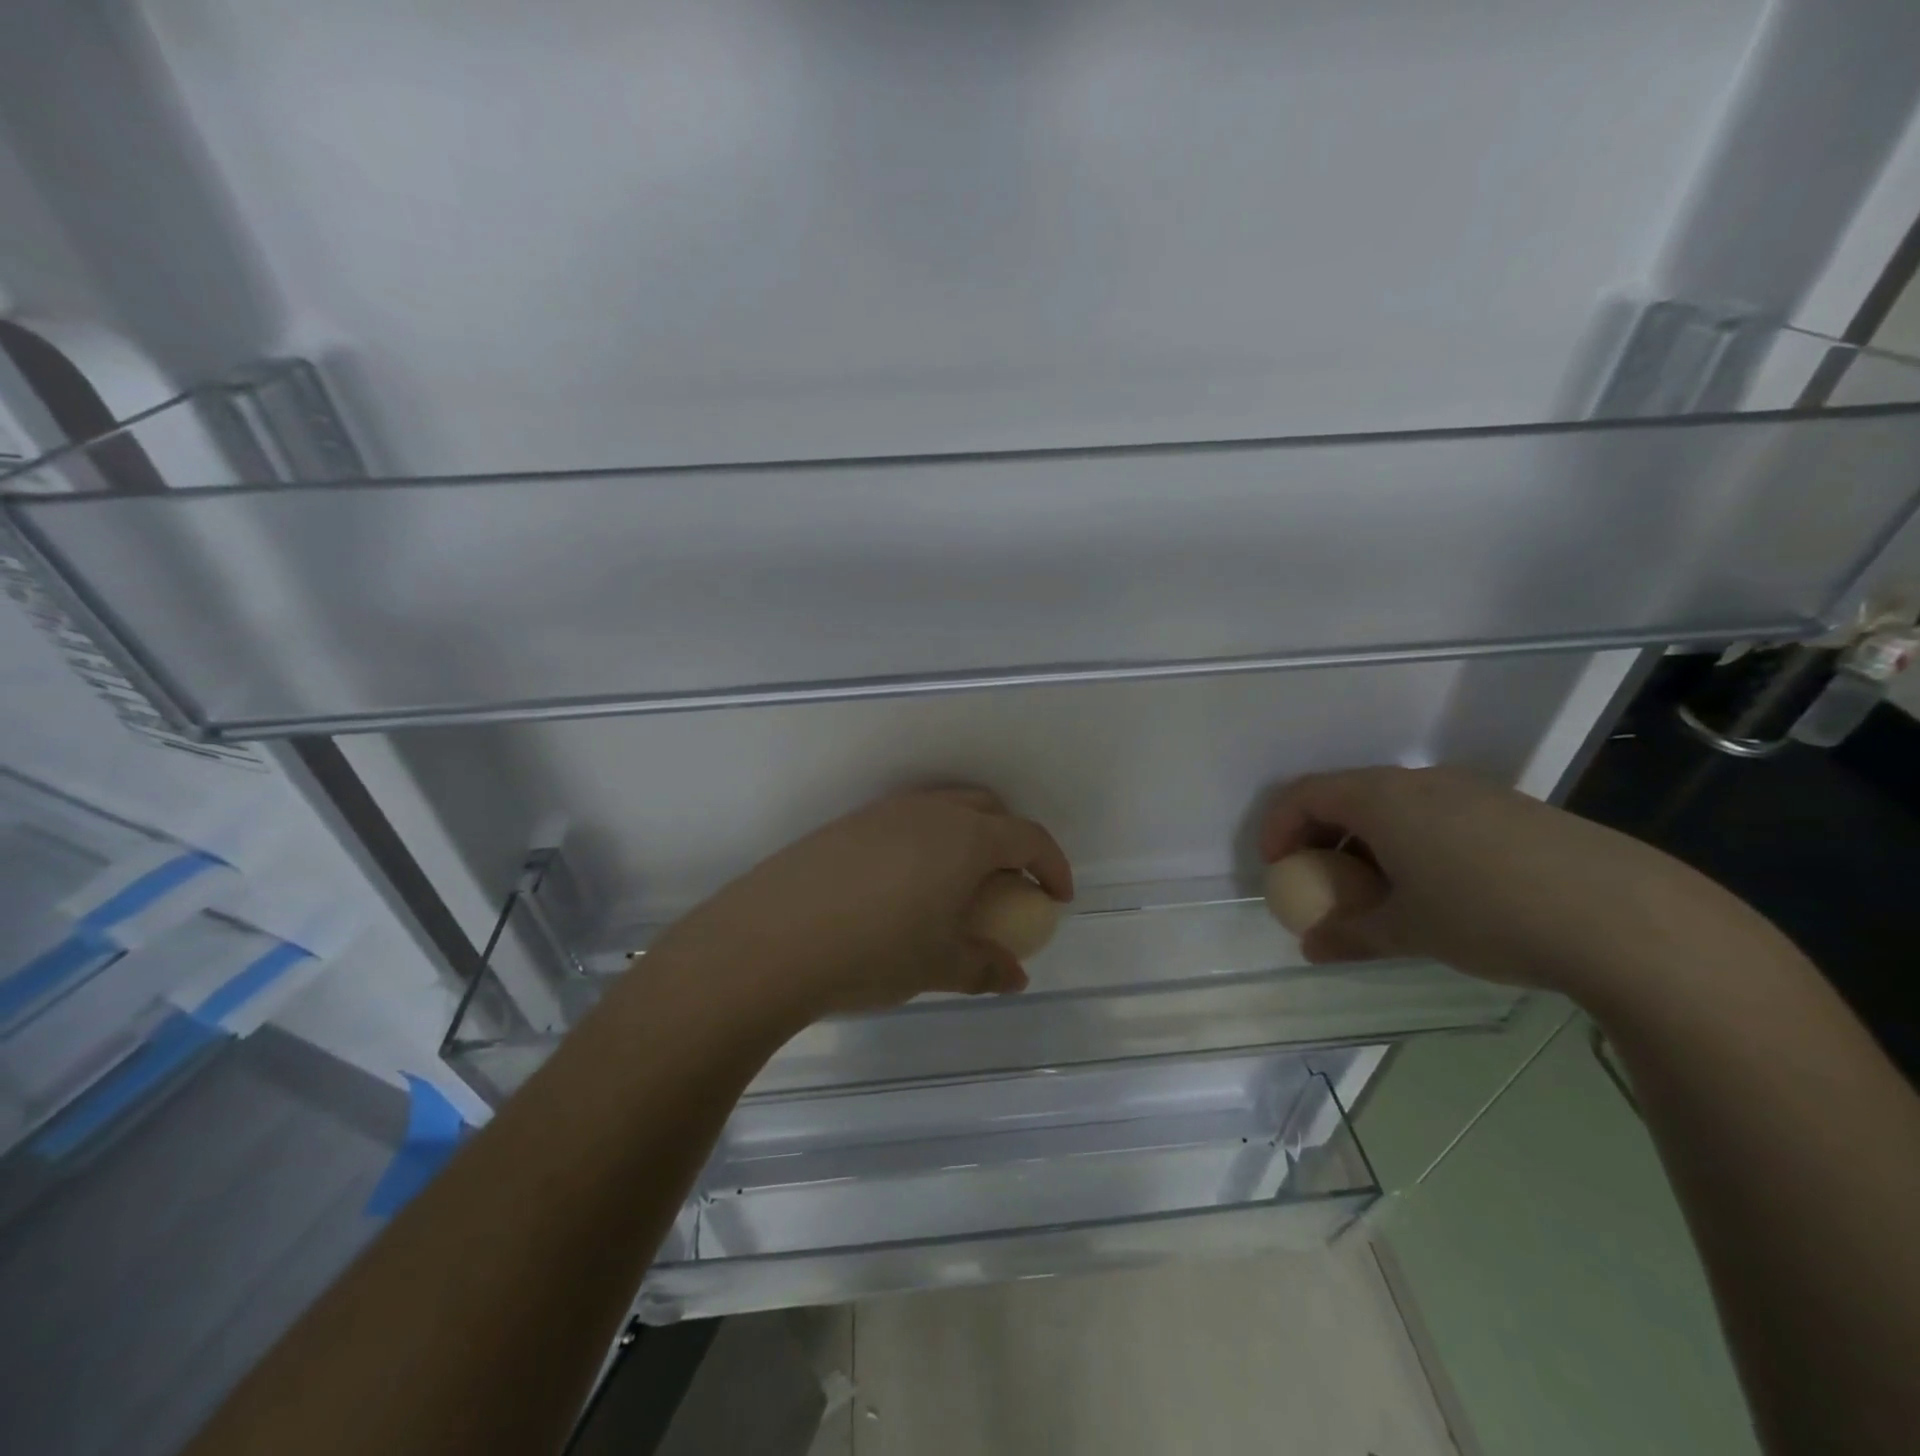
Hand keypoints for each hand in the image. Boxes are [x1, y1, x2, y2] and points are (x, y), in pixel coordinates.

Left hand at [660, 788, 1073, 1018]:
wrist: (770, 940)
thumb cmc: (873, 952)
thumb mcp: (938, 966)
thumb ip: (984, 967)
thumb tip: (1015, 977)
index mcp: (965, 838)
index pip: (1028, 837)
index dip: (1052, 865)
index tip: (1058, 897)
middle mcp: (929, 812)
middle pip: (988, 809)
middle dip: (1010, 839)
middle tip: (1010, 884)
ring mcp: (884, 812)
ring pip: (943, 809)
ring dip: (966, 836)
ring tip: (958, 883)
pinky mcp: (847, 824)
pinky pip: (904, 821)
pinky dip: (925, 841)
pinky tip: (904, 886)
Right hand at [1260, 766, 1753, 994]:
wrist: (1628, 918)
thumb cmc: (1489, 915)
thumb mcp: (1408, 932)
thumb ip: (1349, 935)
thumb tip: (1312, 947)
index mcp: (1382, 799)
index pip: (1304, 794)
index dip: (1277, 827)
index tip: (1274, 868)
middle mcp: (1420, 781)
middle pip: (1347, 794)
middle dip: (1320, 835)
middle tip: (1319, 880)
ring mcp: (1471, 790)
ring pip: (1394, 805)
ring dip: (1367, 841)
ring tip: (1378, 890)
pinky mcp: (1512, 808)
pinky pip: (1436, 814)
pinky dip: (1411, 842)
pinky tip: (1439, 888)